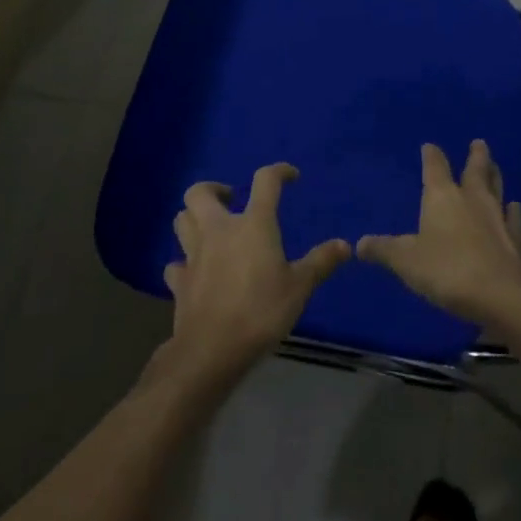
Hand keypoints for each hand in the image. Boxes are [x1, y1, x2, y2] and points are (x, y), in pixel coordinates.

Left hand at [151, 163, 349, 389]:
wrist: (213, 349)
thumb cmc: (261, 311)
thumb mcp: (300, 287)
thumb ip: (321, 262)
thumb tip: (345, 245)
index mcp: (252, 224)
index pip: (265, 181)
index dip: (279, 172)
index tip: (290, 176)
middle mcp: (218, 230)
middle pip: (200, 192)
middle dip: (214, 189)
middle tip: (231, 200)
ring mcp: (193, 254)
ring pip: (181, 220)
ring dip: (194, 217)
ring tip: (212, 228)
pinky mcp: (179, 280)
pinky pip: (176, 262)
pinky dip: (184, 262)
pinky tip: (196, 271)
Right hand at [357, 141, 520, 327]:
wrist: (500, 295)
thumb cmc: (447, 270)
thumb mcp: (406, 261)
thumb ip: (384, 250)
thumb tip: (359, 244)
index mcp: (442, 197)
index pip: (435, 167)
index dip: (431, 156)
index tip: (429, 146)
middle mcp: (472, 199)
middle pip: (475, 170)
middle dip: (476, 155)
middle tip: (479, 142)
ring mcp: (498, 217)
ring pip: (497, 188)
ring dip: (495, 176)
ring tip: (495, 166)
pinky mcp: (516, 239)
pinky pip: (514, 217)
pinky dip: (514, 211)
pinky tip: (515, 207)